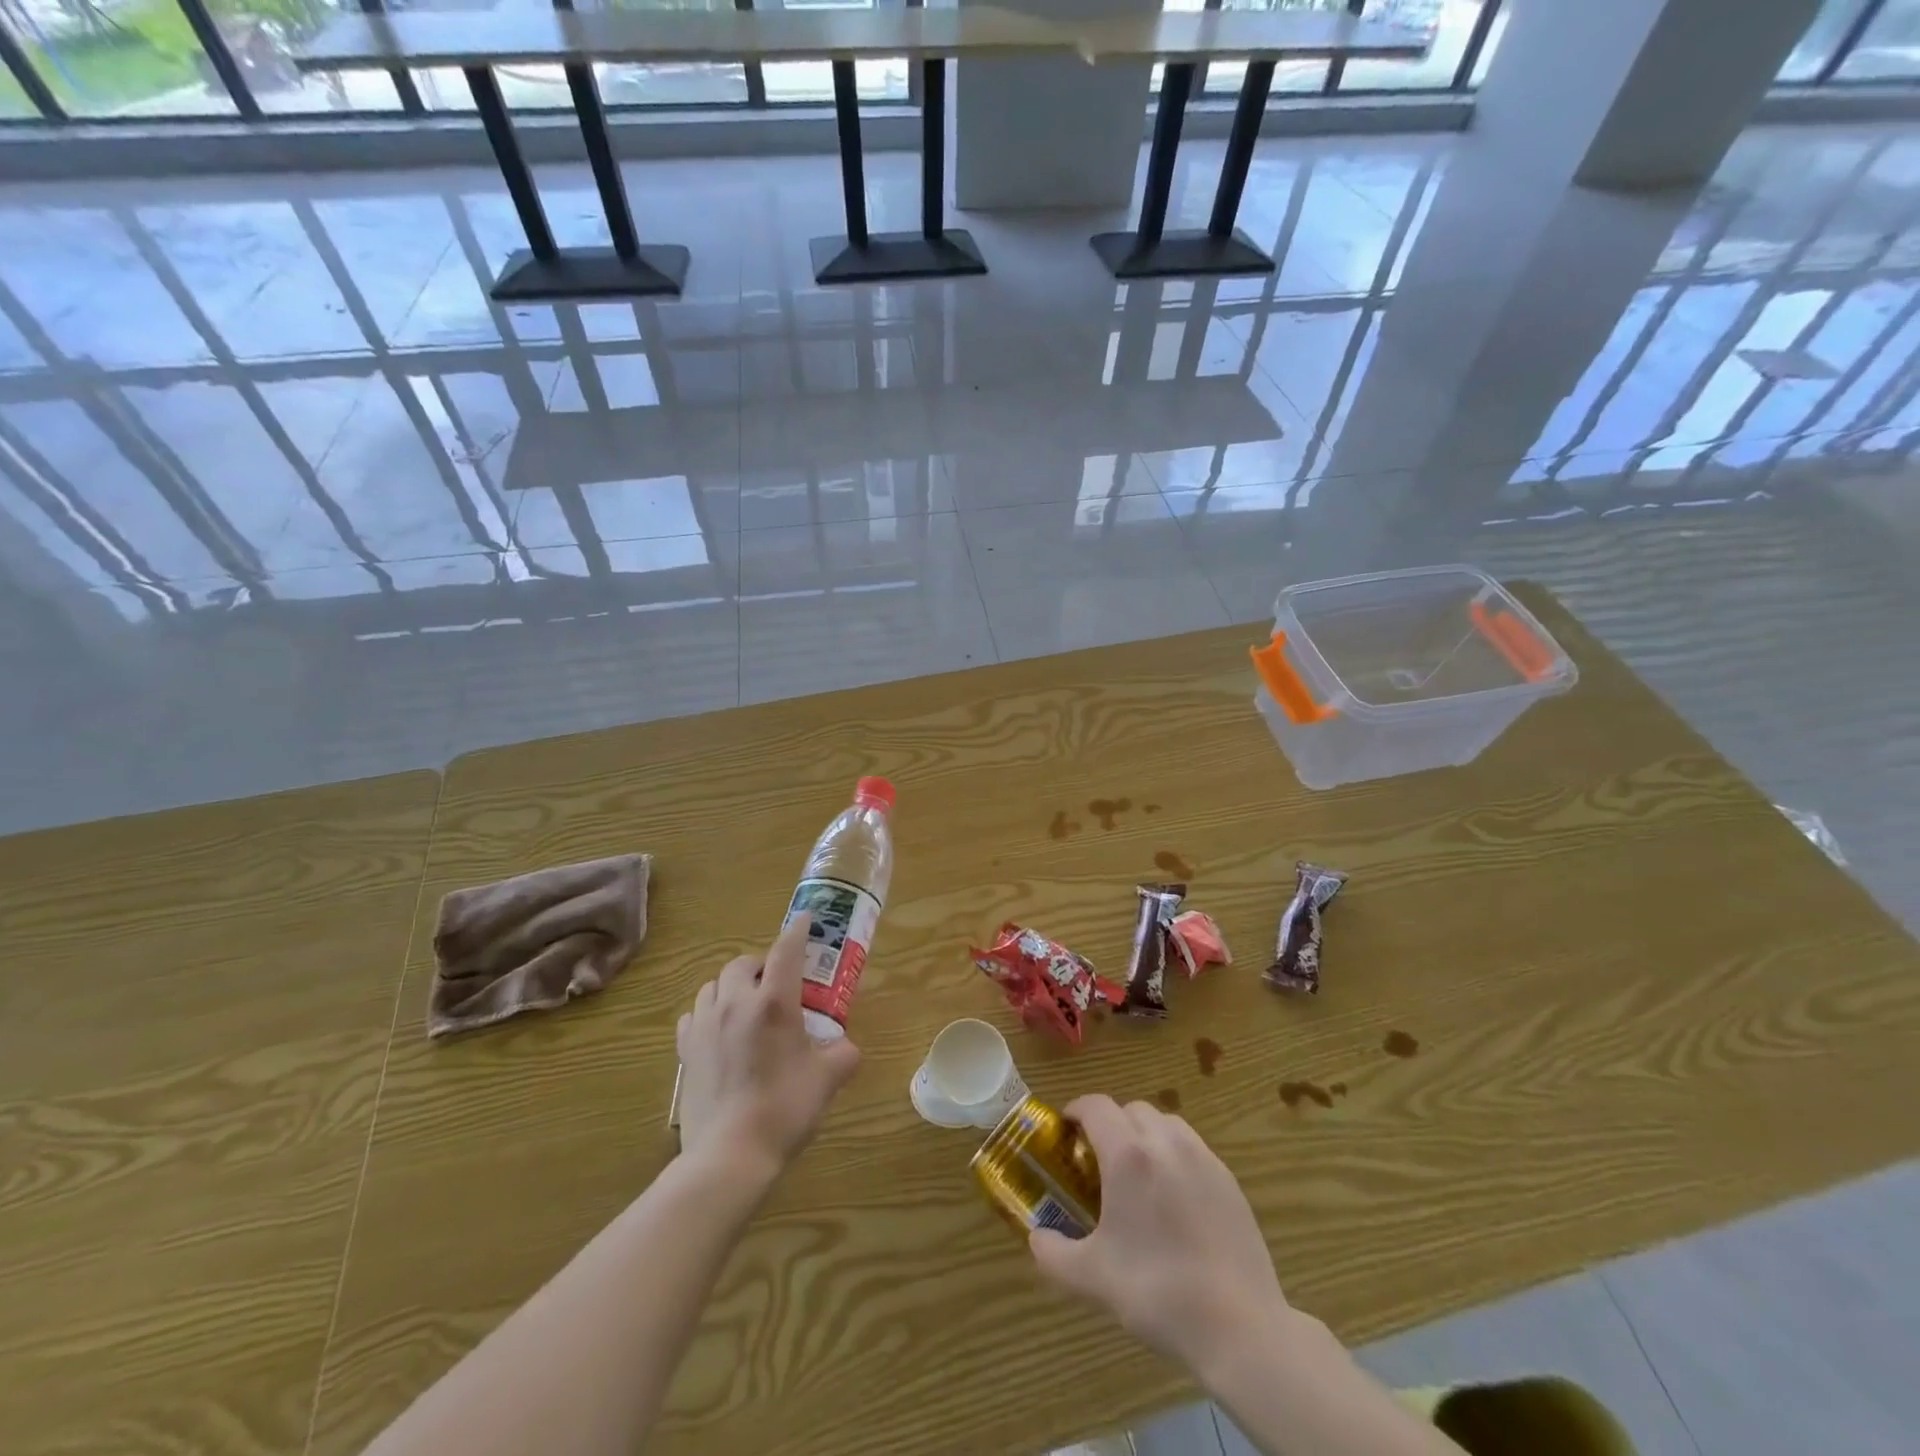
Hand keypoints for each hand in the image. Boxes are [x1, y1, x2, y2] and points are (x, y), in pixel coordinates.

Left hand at [675, 914, 860, 1185]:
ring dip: (732, 985)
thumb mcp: (827, 1079)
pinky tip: (718, 1030)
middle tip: (777, 983)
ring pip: (713, 985)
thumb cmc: (784, 1109)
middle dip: (761, 964)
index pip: (786, 951)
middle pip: (743, 963)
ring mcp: (705, 1025)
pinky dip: (708, 1012)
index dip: (797, 931)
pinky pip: (693, 1014)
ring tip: (746, 1004)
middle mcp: (736, 1003)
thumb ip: (843, 1054)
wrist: (729, 1155)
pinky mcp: (685, 1049)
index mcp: (774, 1004)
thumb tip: (846, 1047)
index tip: (804, 919)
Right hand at [1028, 1095, 1292, 1376]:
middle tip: (1099, 1160)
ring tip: (1138, 1175)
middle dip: (1110, 1124)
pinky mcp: (1228, 1179)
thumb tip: (1035, 1237)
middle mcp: (1165, 1142)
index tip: (1066, 1130)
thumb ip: (1053, 1253)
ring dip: (1144, 1135)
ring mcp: (1202, 1157)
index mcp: (1128, 1155)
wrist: (1240, 1327)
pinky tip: (1174, 1200)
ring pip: (1165, 1123)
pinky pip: (1192, 1148)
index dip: (1076, 1110)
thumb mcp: (1092, 1279)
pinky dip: (1174, 1156)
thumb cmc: (1158, 1293)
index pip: (1095, 1106)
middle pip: (1130, 1110)